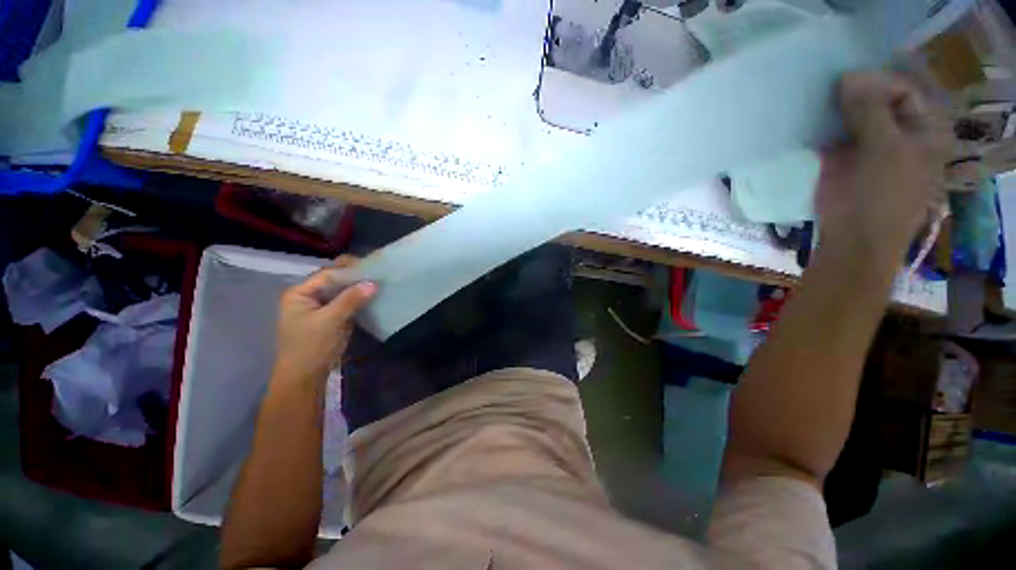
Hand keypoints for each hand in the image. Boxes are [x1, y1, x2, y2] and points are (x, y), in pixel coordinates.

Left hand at [273, 256, 375, 383]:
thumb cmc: (311, 347)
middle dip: (356, 278)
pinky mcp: (332, 318)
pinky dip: (359, 300)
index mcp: (300, 293)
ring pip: (343, 292)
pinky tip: (373, 297)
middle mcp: (309, 296)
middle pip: (335, 281)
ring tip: (380, 284)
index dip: (350, 269)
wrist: (305, 378)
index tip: (373, 267)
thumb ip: (351, 300)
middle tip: (378, 275)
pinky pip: (347, 303)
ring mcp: (321, 307)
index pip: (328, 274)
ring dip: (359, 289)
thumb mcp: (331, 321)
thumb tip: (374, 283)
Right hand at [816, 72, 951, 264]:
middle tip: (826, 89)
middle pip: (877, 101)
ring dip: (835, 110)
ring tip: (814, 103)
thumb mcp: (884, 150)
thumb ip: (870, 111)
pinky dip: (822, 128)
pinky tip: (808, 123)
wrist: (853, 241)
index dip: (875, 82)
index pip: (901, 89)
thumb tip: (847, 76)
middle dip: (853, 94)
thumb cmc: (880, 198)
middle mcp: (898, 133)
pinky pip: (834, 135)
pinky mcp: (843, 160)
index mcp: (922, 129)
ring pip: (854, 117)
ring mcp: (870, 147)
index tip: (843, 82)